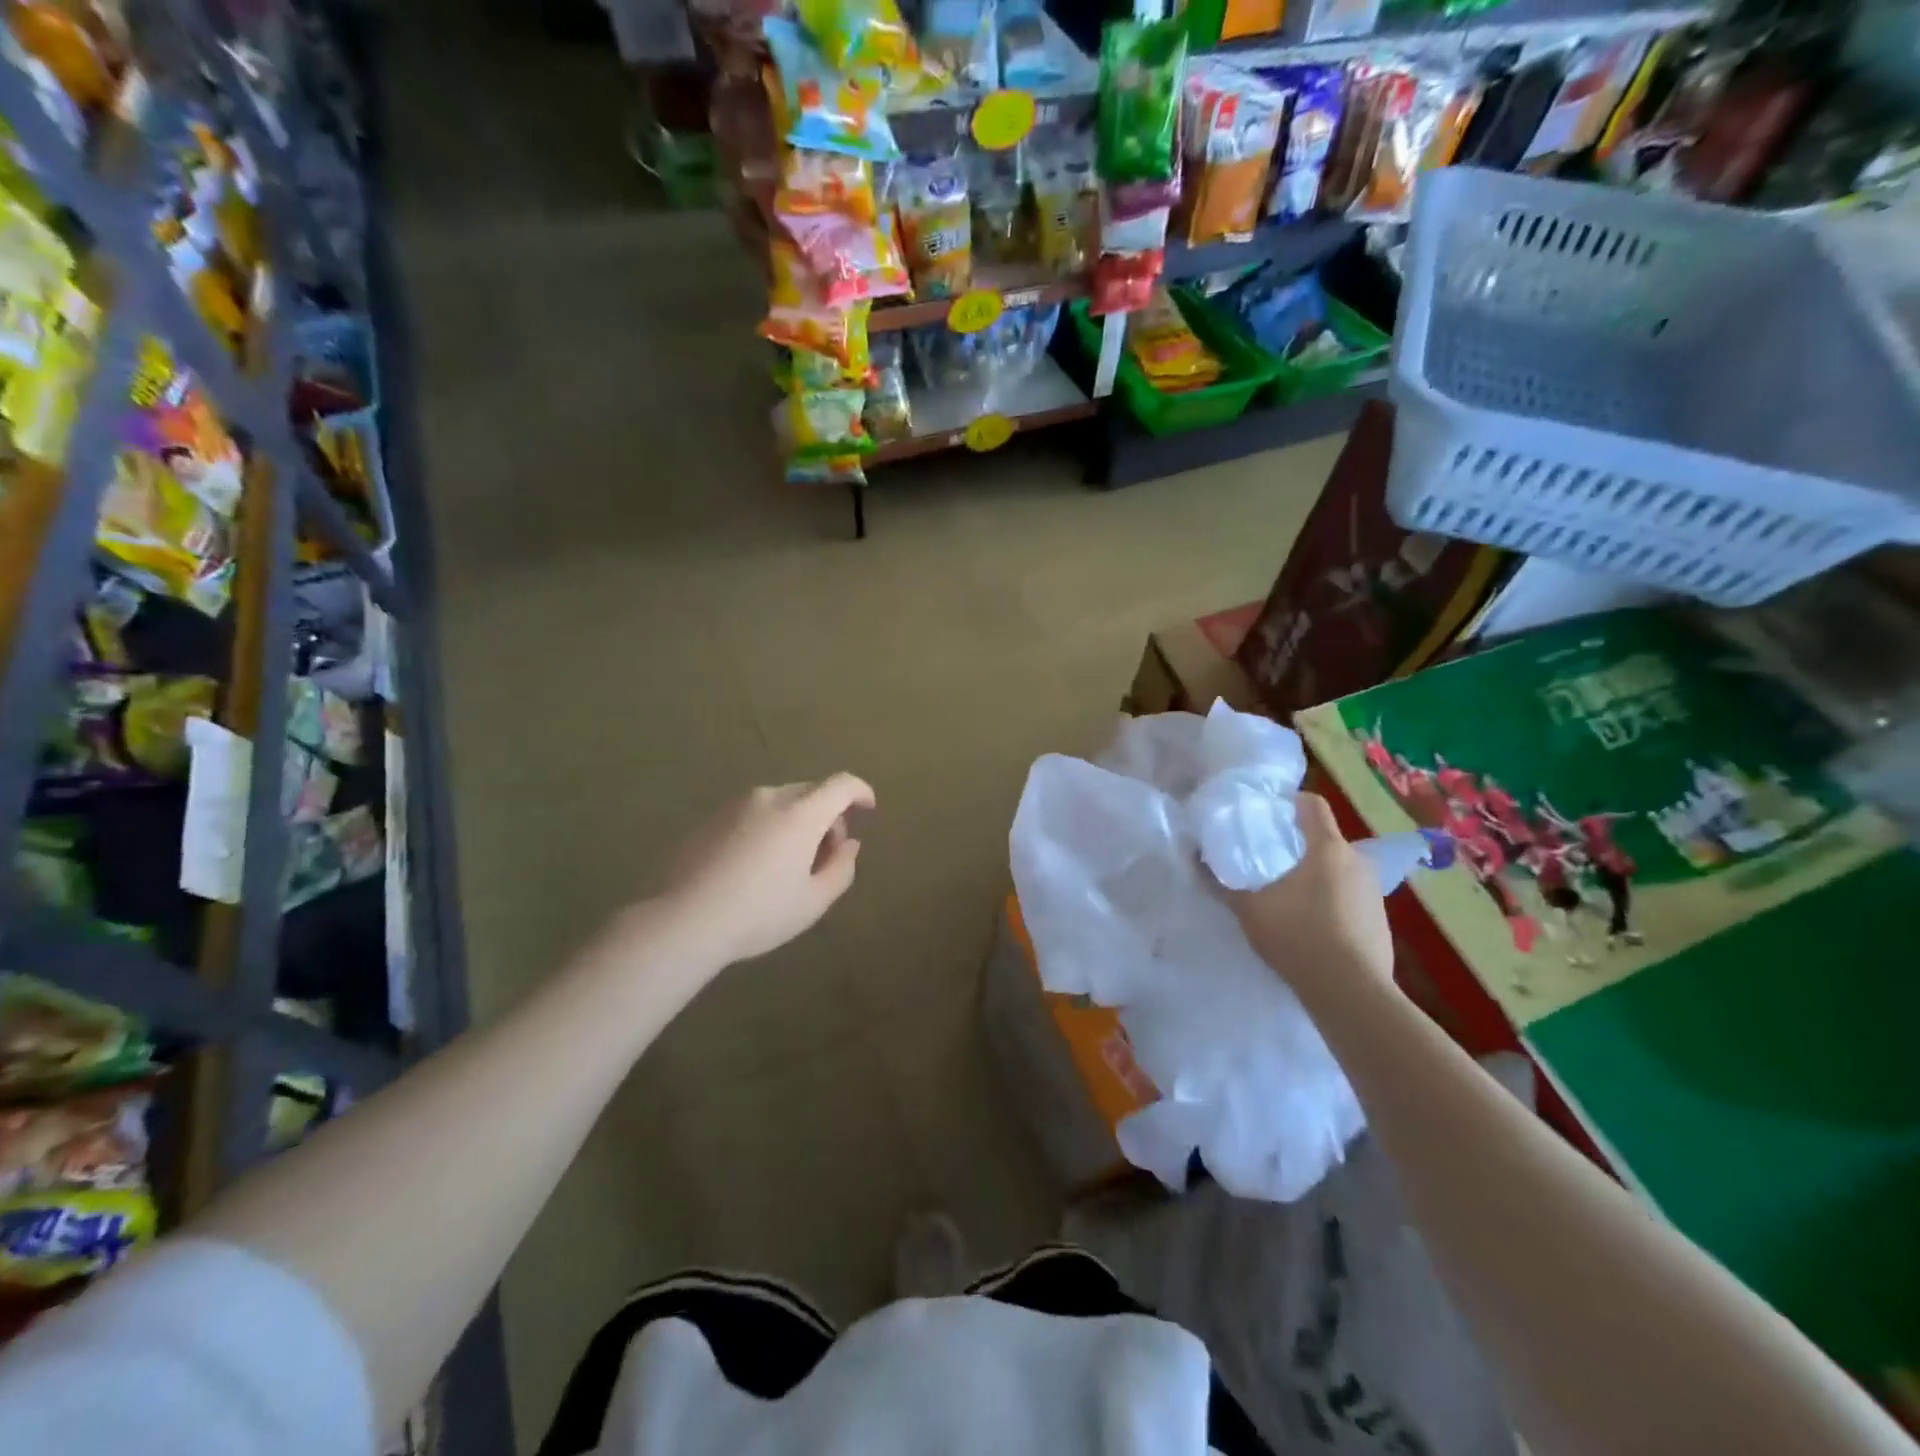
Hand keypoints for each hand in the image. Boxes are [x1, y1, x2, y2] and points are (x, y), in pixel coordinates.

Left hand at [658, 775, 875, 967]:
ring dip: (796, 822)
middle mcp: (769, 798)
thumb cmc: (758, 914)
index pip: (841, 784)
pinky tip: (753, 867)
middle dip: (828, 816)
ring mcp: (734, 805)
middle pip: (811, 792)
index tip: (868, 809)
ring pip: (780, 803)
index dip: (861, 791)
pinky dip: (766, 828)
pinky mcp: (709, 818)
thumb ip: (841, 868)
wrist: (681, 921)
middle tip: (825, 856)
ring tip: (787, 865)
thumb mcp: (813, 902)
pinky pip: (752, 814)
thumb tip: (849, 845)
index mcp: (800, 813)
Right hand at [1228, 792, 1394, 992]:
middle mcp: (1357, 862)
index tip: (1267, 817)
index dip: (1288, 804)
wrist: (1351, 993)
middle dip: (1299, 846)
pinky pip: (1351, 898)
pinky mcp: (1381, 921)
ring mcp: (1374, 892)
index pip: (1312, 805)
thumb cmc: (1298, 937)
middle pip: (1325, 839)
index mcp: (1327, 848)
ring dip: (1317, 876)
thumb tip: (1196, 860)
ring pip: (1339, 870)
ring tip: (1289, 897)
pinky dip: (1332, 903)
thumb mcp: (1250, 909)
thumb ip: (1222, 883)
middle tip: (1269, 862)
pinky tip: (1312, 927)